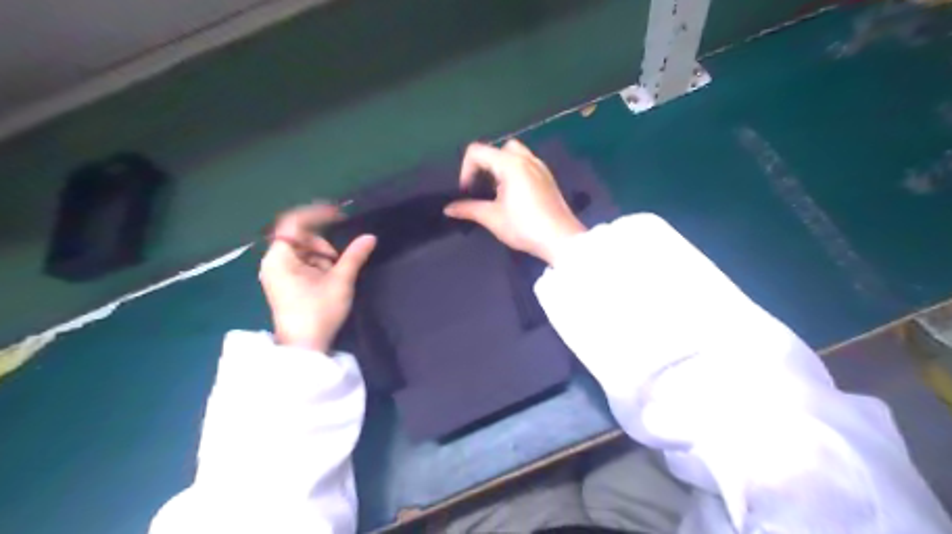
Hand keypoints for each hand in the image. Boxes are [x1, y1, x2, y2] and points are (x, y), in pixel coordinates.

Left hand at [262, 204, 378, 354]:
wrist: (304, 347)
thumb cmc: (319, 312)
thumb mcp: (340, 281)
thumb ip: (354, 256)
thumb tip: (370, 237)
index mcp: (279, 258)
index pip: (293, 223)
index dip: (317, 214)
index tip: (340, 215)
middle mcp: (273, 262)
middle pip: (299, 237)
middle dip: (322, 244)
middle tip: (338, 260)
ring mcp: (277, 274)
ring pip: (303, 251)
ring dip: (322, 256)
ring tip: (334, 275)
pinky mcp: (284, 283)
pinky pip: (301, 263)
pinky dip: (317, 266)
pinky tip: (327, 280)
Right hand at [443, 137, 584, 262]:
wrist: (561, 240)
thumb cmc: (525, 227)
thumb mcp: (492, 218)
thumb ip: (468, 209)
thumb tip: (448, 208)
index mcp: (511, 164)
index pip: (477, 151)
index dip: (466, 170)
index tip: (467, 192)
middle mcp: (526, 158)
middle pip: (497, 149)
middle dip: (484, 165)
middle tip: (482, 189)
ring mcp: (540, 167)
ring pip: (514, 154)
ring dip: (500, 168)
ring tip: (497, 193)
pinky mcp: (548, 177)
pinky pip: (526, 164)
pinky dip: (514, 172)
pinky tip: (514, 196)